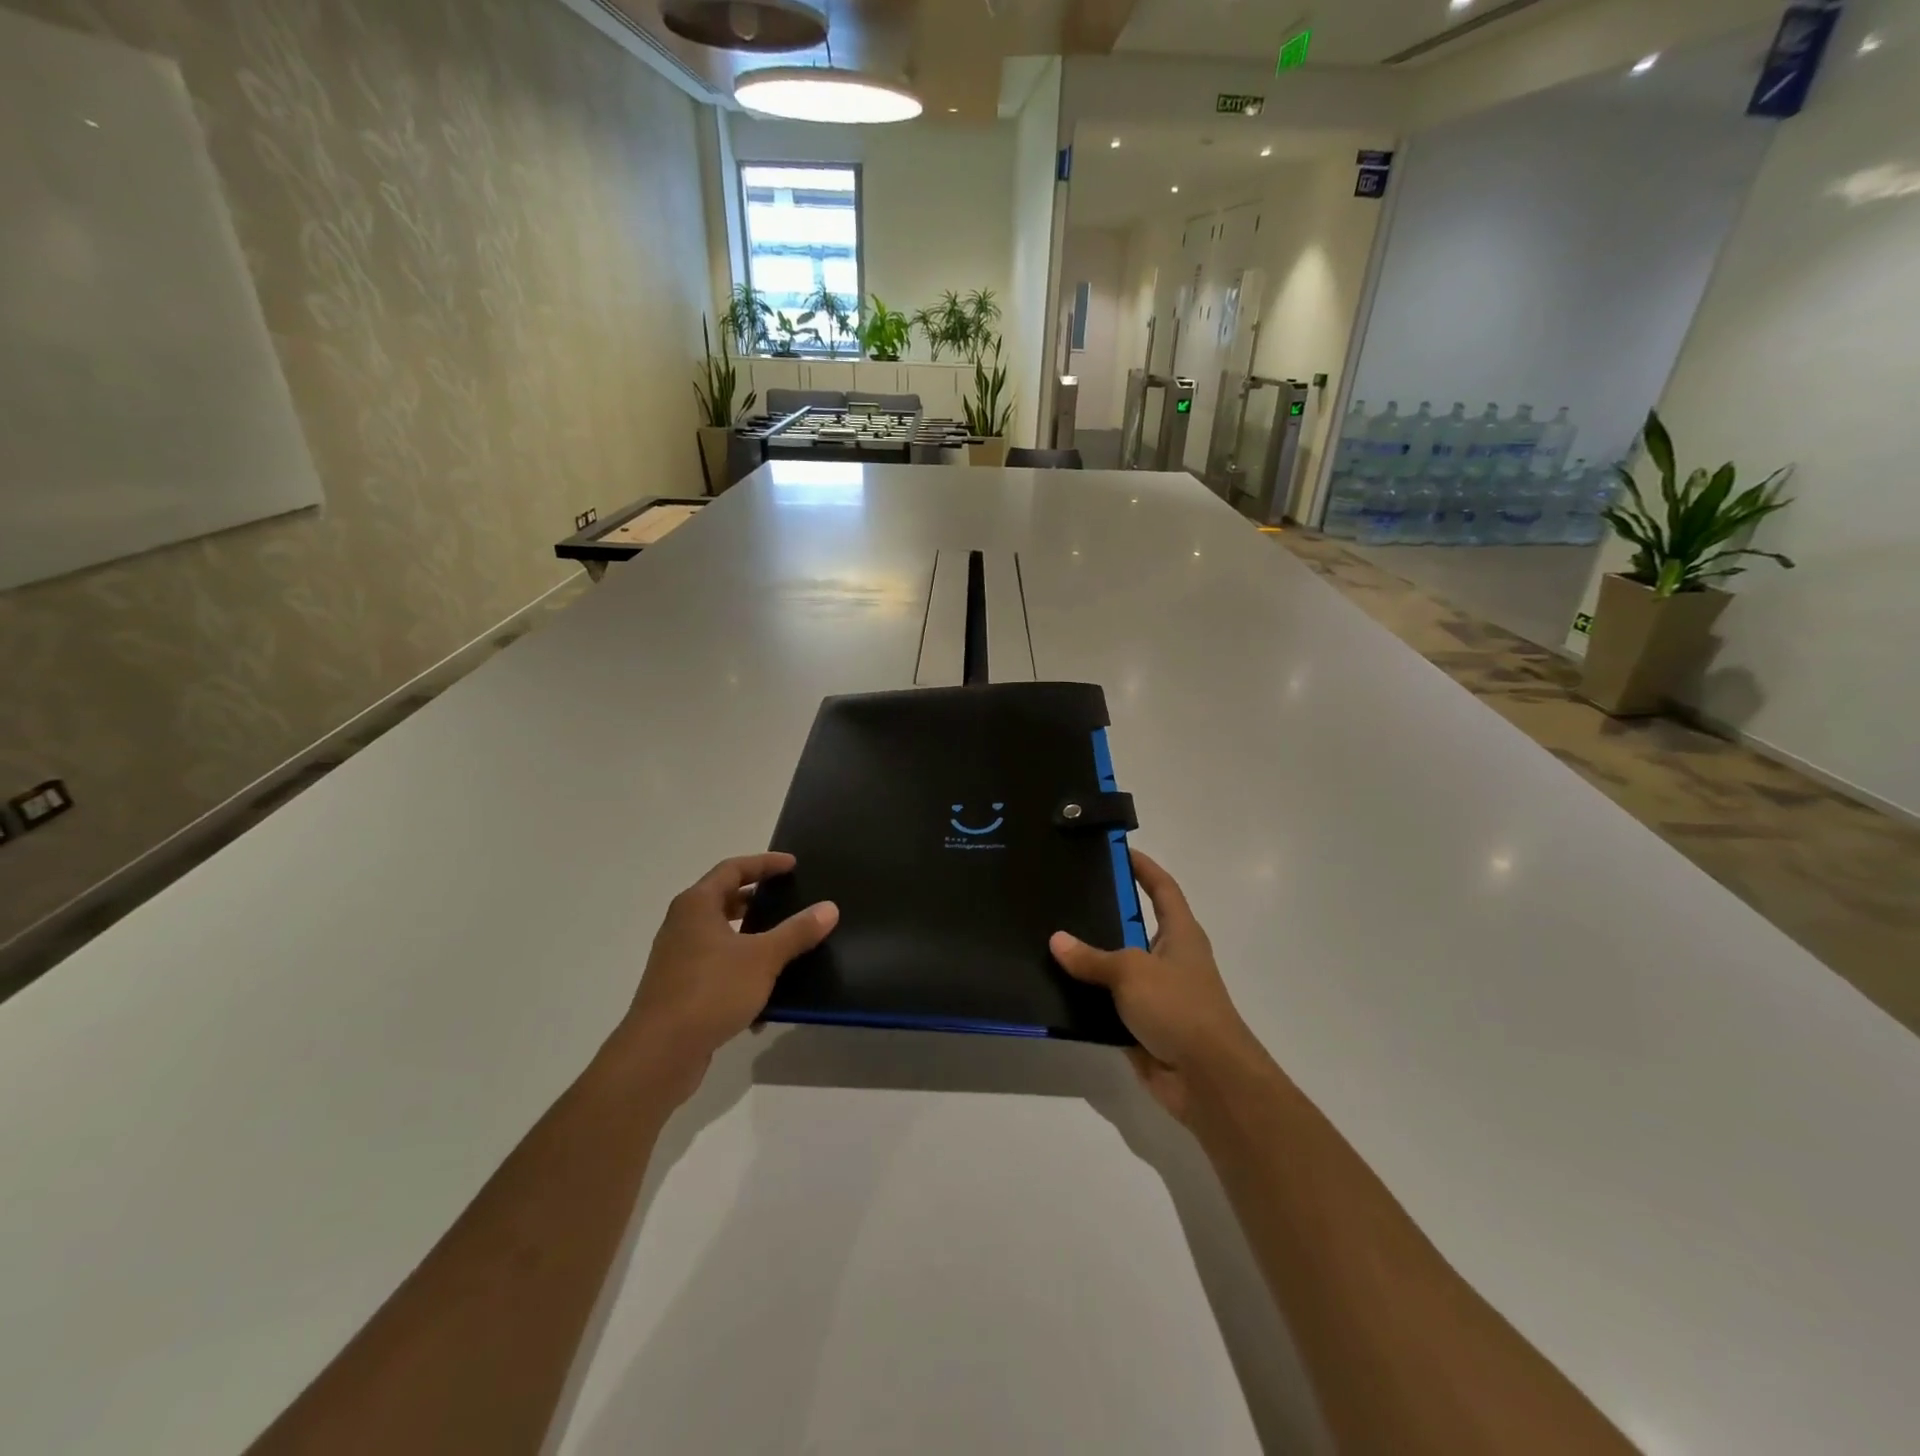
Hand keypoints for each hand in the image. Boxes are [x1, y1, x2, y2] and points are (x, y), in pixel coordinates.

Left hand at [620, 853, 837, 1103]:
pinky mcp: (680, 990)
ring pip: (722, 937)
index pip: (733, 869)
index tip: (793, 865)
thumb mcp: (763, 958)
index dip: (764, 864)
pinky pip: (717, 969)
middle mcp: (682, 925)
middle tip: (788, 900)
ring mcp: (678, 959)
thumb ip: (797, 931)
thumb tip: (829, 907)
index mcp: (697, 905)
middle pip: (723, 899)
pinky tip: (766, 998)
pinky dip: (741, 972)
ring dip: (752, 938)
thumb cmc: (710, 991)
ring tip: (784, 945)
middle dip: (756, 900)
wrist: (659, 1054)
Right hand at [1050, 850, 1262, 1123]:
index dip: (1143, 867)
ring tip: (1048, 938)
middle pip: (1134, 925)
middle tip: (1064, 893)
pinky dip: (1085, 998)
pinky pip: (1107, 1004)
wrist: (1208, 1080)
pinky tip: (1052, 988)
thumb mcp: (1132, 972)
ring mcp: (1156, 994)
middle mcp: (1169, 959)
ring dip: (1089, 959)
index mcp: (1180, 934)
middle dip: (1103, 911)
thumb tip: (1057, 940)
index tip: (1116, 850)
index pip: (1162, 888)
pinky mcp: (1141, 1026)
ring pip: (1116, 967)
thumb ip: (1093, 957)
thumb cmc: (1179, 1008)